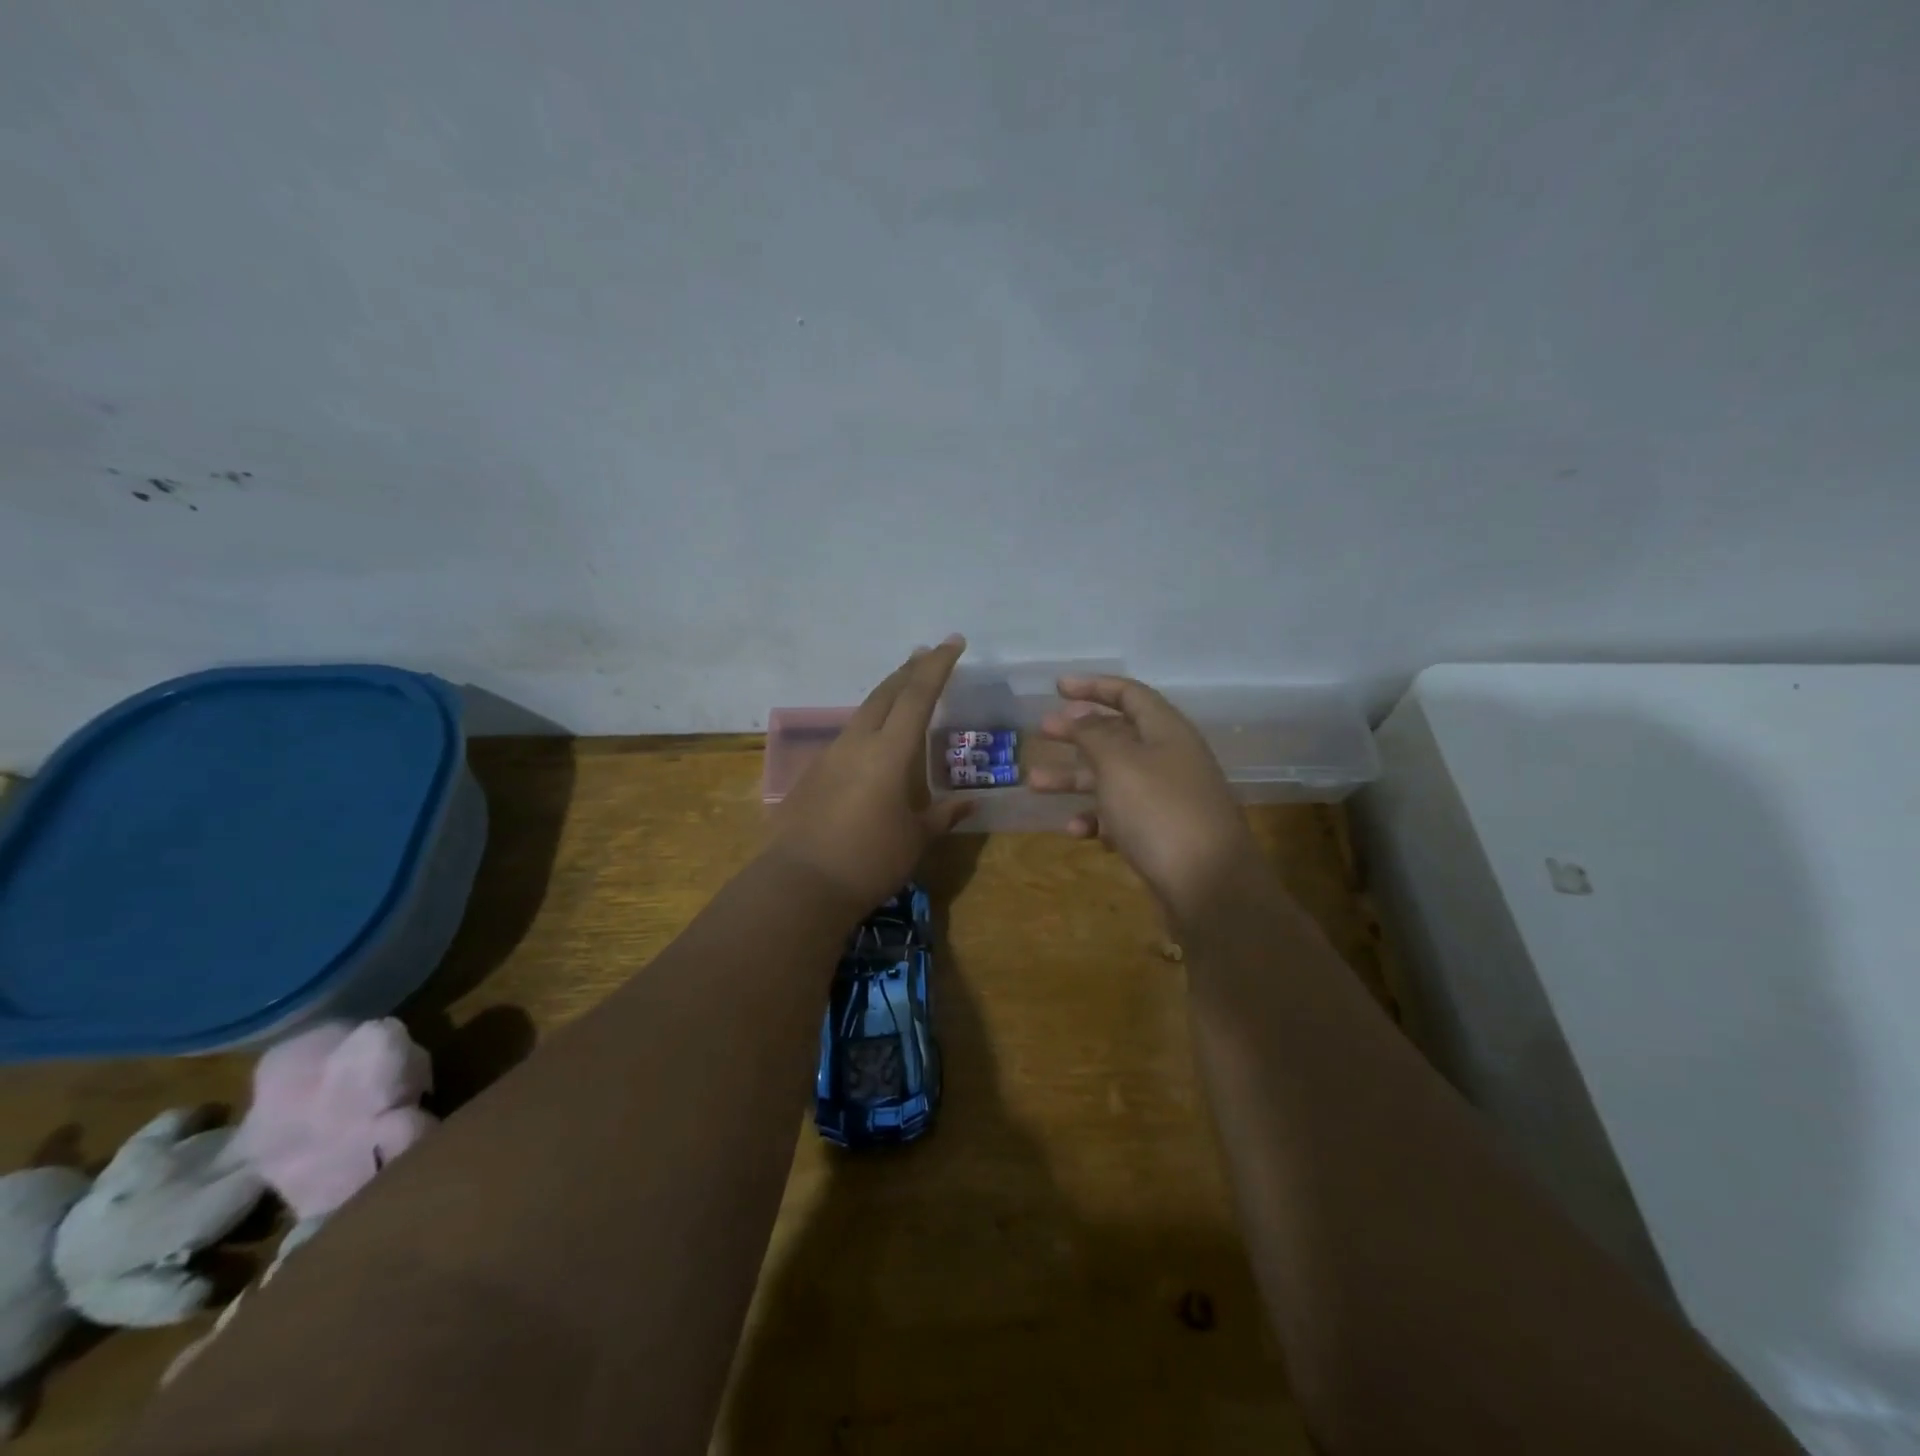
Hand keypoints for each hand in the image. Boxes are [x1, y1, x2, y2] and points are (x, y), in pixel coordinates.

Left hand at [766, 637, 971, 910]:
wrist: (801, 884)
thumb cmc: (870, 860)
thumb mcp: (917, 838)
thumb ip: (944, 815)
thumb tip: (970, 803)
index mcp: (890, 751)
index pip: (918, 695)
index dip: (938, 665)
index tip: (953, 641)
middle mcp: (858, 742)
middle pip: (886, 692)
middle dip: (910, 669)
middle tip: (928, 653)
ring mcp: (831, 755)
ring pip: (864, 711)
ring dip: (887, 695)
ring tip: (905, 691)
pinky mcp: (813, 773)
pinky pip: (848, 737)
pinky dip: (869, 726)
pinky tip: (875, 743)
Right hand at [1030, 675, 1260, 921]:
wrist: (1208, 885)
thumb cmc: (1158, 811)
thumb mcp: (1118, 763)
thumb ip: (1094, 734)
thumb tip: (1079, 714)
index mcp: (1166, 731)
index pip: (1130, 694)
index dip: (1093, 687)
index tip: (1057, 688)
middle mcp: (1169, 759)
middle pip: (1118, 736)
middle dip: (1077, 733)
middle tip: (1042, 732)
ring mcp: (1167, 798)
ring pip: (1113, 778)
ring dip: (1074, 779)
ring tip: (1034, 784)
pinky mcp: (1162, 834)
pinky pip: (1122, 816)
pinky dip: (1097, 819)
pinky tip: (1076, 831)